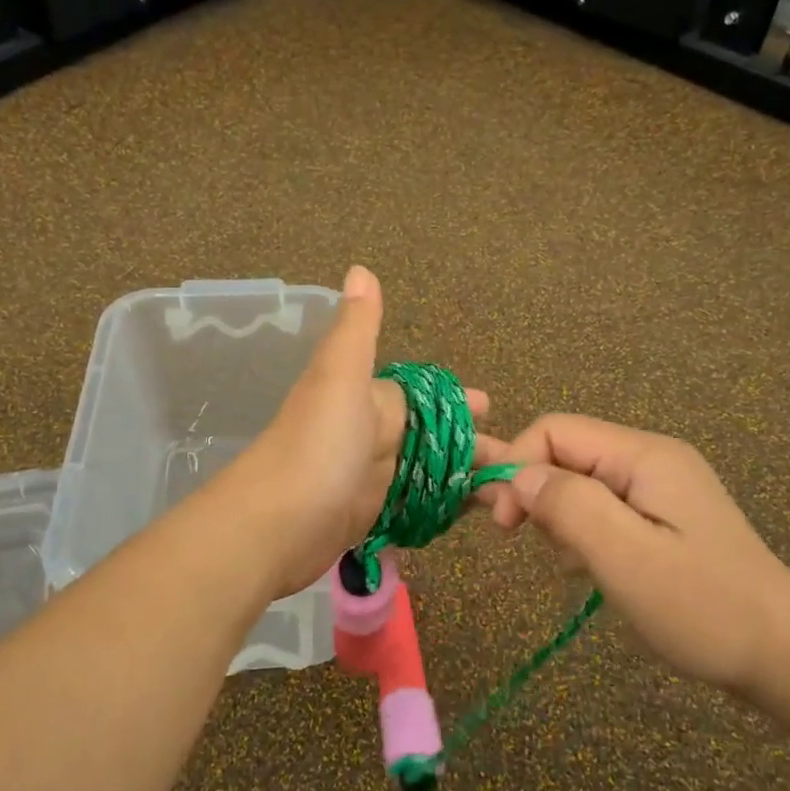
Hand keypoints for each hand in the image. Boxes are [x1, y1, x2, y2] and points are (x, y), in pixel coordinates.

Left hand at [229, 266, 487, 599]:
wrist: (275, 523)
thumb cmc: (317, 443)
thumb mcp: (339, 375)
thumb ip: (357, 328)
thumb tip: (359, 268)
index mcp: (369, 400)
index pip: (422, 396)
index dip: (457, 400)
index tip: (491, 406)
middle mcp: (371, 436)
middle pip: (430, 438)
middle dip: (469, 445)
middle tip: (514, 461)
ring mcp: (369, 480)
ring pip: (426, 474)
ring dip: (460, 480)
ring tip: (506, 493)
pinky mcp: (368, 519)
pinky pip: (413, 508)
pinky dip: (438, 509)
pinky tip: (467, 516)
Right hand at [475, 415, 789, 692]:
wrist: (785, 656)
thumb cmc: (703, 607)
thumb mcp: (626, 557)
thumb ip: (568, 506)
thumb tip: (518, 475)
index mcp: (644, 455)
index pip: (554, 430)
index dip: (517, 466)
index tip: (504, 524)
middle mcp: (651, 458)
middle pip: (566, 453)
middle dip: (538, 494)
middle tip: (535, 546)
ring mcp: (660, 487)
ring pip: (580, 481)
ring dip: (561, 518)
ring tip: (576, 566)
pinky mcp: (664, 516)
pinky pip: (603, 507)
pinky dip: (585, 534)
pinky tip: (594, 570)